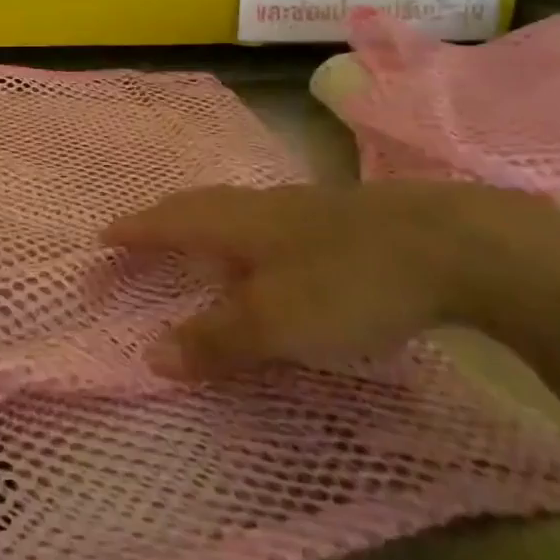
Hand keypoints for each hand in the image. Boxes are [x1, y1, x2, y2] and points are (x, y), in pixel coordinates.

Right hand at [102, 182, 559, 377]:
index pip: (168, 222)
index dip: (135, 231)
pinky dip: (246, 233)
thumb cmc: (348, 281)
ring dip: (205, 223)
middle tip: (139, 232)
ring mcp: (303, 207)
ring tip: (196, 241)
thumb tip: (150, 355)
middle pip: (198, 205)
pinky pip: (270, 219)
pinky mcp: (340, 217)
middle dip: (163, 218)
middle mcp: (260, 205)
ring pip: (236, 209)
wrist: (455, 245)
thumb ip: (215, 339)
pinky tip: (268, 250)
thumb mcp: (276, 322)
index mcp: (235, 222)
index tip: (103, 236)